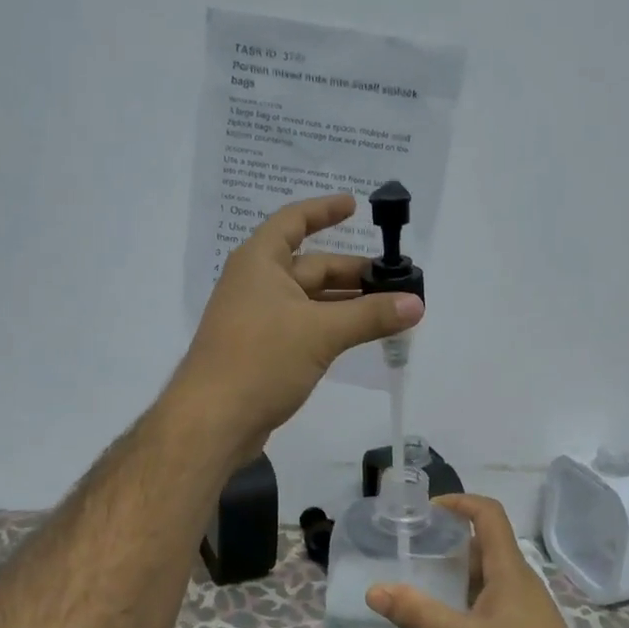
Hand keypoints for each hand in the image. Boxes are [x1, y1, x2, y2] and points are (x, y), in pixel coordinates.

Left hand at [171, 194, 422, 464]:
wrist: (212, 421)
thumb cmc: (260, 359)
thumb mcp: (321, 332)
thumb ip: (370, 316)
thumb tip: (416, 303)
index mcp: (260, 262)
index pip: (294, 221)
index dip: (324, 210)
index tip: (354, 206)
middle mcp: (256, 284)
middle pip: (310, 266)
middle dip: (351, 271)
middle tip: (393, 279)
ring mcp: (257, 319)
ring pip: (309, 300)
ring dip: (345, 303)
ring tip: (386, 307)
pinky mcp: (262, 351)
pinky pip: (303, 327)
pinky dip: (331, 326)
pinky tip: (357, 336)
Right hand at [368, 494, 617, 627]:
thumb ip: (419, 616)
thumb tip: (374, 590)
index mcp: (508, 569)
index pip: (488, 514)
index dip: (460, 502)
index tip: (427, 510)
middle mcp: (518, 578)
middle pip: (484, 542)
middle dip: (448, 540)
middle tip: (412, 550)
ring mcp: (525, 603)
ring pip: (487, 572)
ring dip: (456, 570)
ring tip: (421, 582)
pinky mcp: (526, 625)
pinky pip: (492, 595)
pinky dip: (466, 594)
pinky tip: (448, 619)